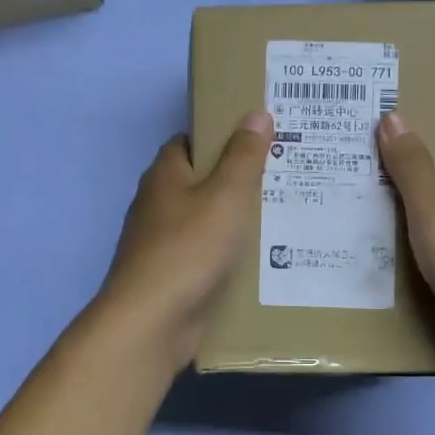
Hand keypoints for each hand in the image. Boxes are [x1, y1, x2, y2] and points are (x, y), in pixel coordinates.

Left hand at [96, 111, 272, 366]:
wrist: (152, 322)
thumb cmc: (189, 248)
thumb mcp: (226, 195)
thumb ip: (243, 156)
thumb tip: (256, 113)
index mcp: (164, 175)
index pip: (190, 141)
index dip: (221, 135)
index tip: (259, 137)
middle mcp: (157, 204)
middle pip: (200, 181)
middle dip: (236, 178)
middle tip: (282, 174)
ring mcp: (161, 243)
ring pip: (204, 220)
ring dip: (234, 219)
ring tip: (282, 213)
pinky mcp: (171, 276)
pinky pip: (205, 255)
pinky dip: (228, 253)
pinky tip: (262, 258)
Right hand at [378, 94, 434, 375]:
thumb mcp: (434, 209)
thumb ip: (411, 165)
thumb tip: (393, 115)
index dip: (430, 100)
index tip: (392, 88)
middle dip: (410, 143)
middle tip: (360, 134)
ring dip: (408, 187)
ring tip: (362, 179)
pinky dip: (414, 224)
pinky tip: (386, 232)